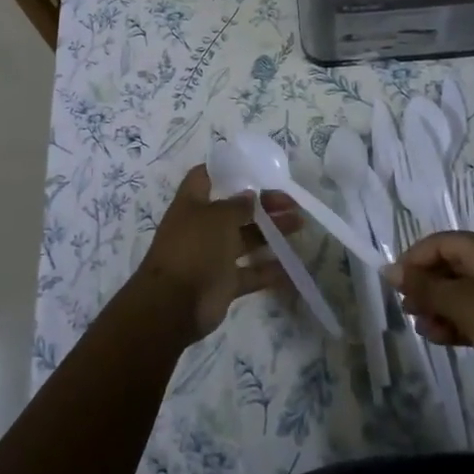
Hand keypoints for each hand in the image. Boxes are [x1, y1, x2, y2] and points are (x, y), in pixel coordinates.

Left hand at [135, 165, 300, 340]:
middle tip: (292, 202)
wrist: (174, 304)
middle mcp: (202, 226)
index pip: (206, 177)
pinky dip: (269, 270)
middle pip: (235, 209)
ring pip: (246, 239)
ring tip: (299, 224)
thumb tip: (250, 195)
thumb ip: (237, 205)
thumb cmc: (194, 248)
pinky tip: (293, 265)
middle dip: (263, 204)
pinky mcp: (224, 282)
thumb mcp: (218, 218)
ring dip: (271, 232)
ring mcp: (213, 255)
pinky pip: (250, 273)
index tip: (254, 168)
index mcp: (192, 203)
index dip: (227, 170)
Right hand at [385, 233, 473, 421]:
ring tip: (422, 328)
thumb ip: (424, 285)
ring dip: (439, 308)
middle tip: (407, 308)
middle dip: (426, 287)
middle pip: (451, 267)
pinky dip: (457, 323)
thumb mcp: (462, 303)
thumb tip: (389, 269)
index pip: (441, 243)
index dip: (414, 259)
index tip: (394, 284)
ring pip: (462, 294)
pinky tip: (440, 339)